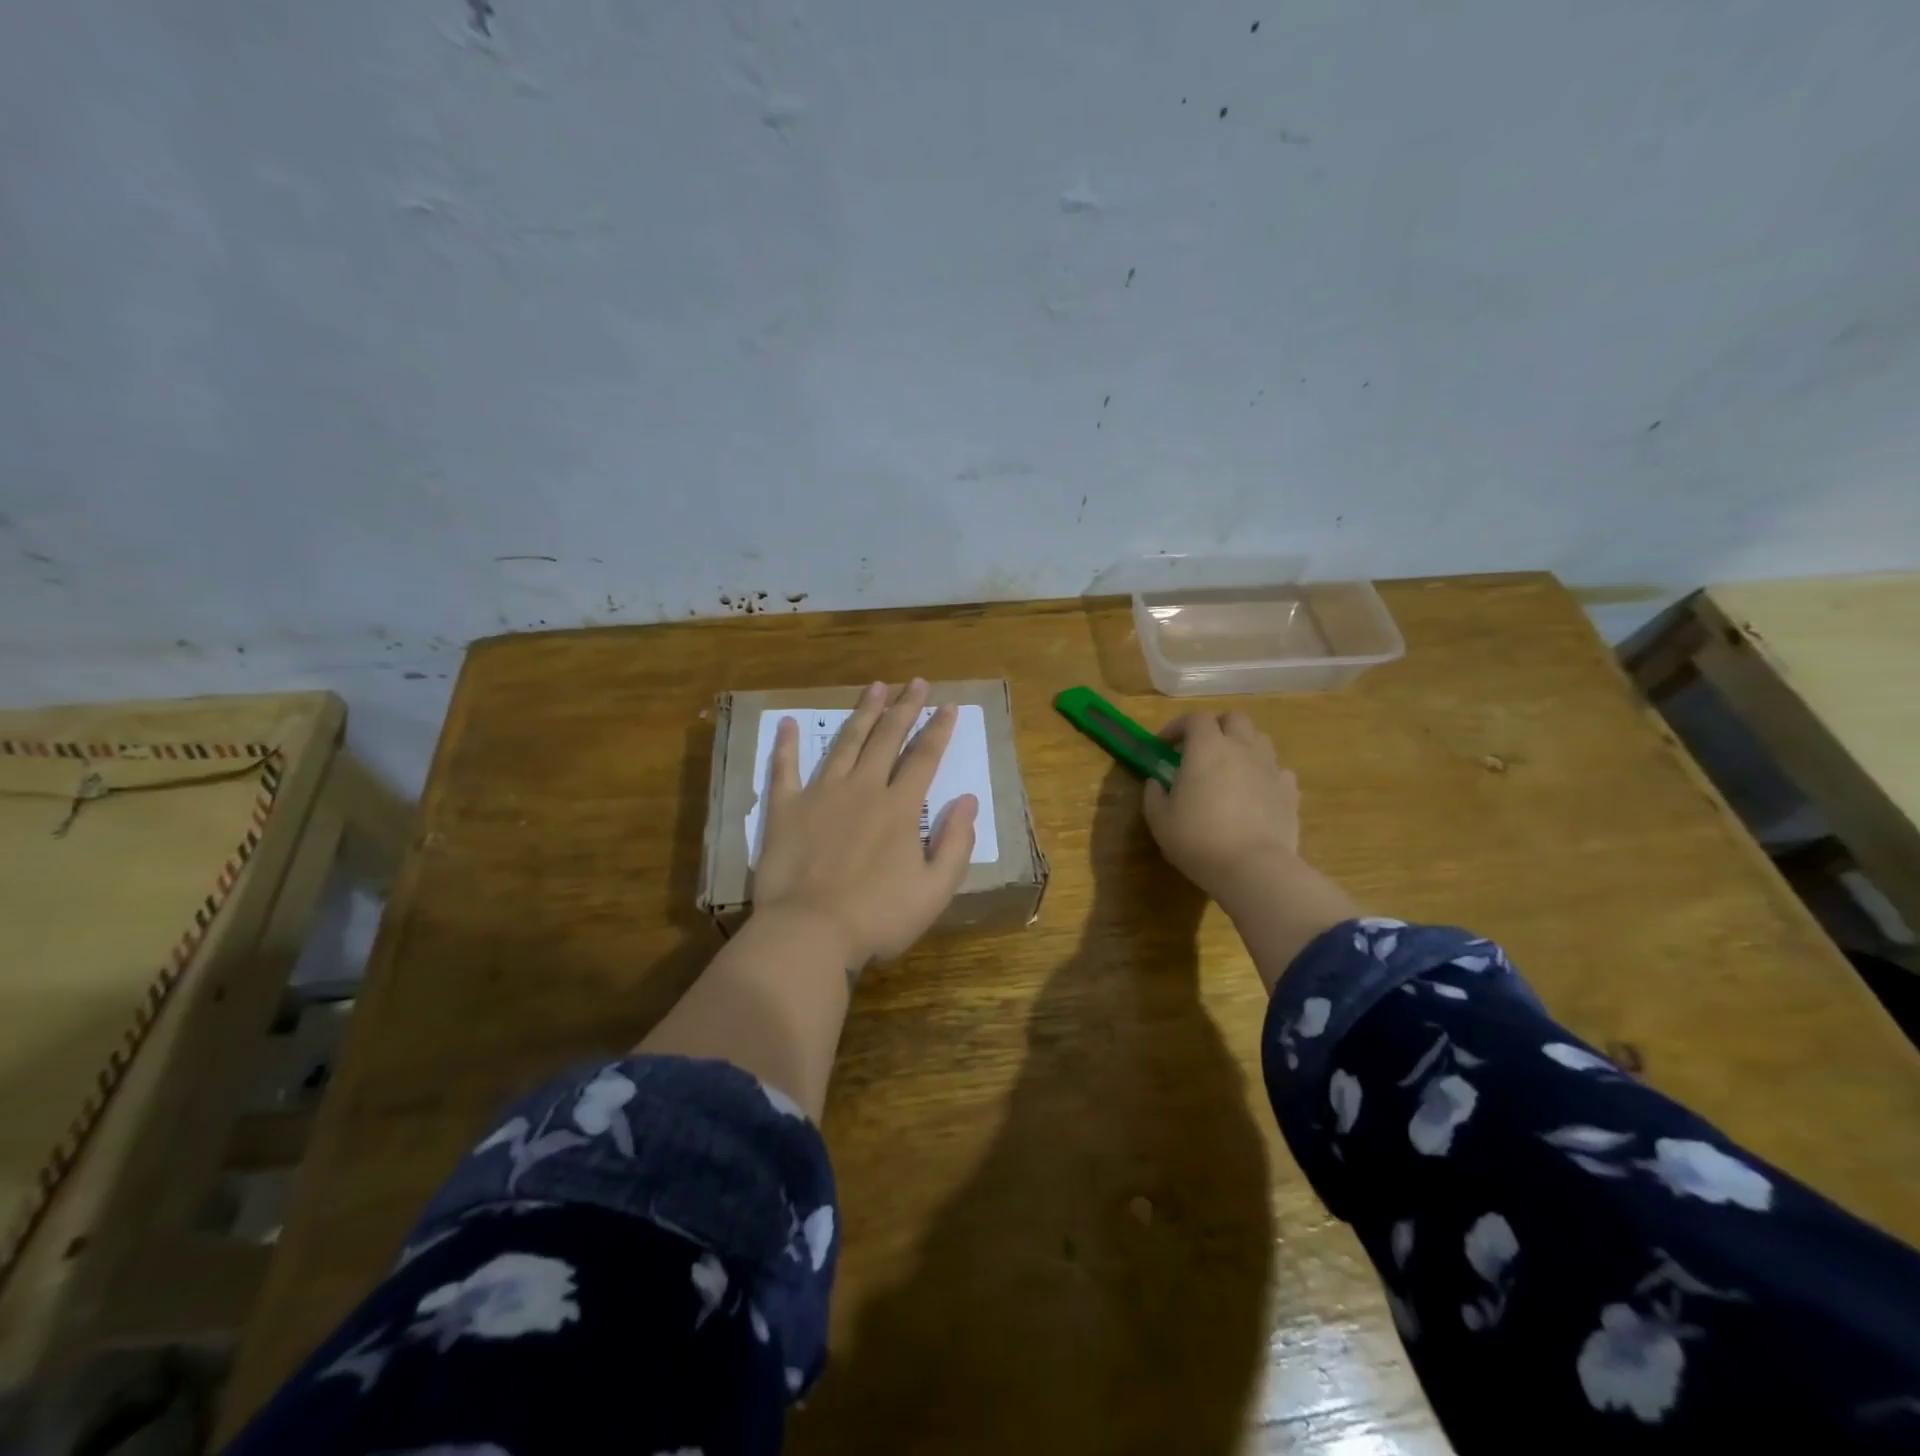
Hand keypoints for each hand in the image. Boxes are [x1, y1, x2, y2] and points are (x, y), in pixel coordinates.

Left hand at [752, 679, 977, 969]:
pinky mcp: (785, 810)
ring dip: (861, 714)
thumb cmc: (878, 917)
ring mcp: (821, 795)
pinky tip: (788, 722)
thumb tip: (968, 801)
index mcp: (899, 808)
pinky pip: (784, 769)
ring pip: (844, 743)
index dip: (939, 729)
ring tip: (873, 687)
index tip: (949, 705)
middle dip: (904, 707)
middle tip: (915, 681)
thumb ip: (956, 843)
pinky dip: (786, 745)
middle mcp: (862, 789)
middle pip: (887, 739)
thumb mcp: (935, 890)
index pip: (924, 758)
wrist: (809, 933)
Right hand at [1142, 711, 1300, 909]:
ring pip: (1260, 740)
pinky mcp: (1290, 791)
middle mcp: (1242, 748)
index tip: (1165, 745)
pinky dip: (1265, 774)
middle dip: (1216, 726)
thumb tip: (1158, 782)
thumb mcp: (1159, 820)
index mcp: (1207, 748)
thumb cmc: (1198, 839)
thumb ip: (1154, 794)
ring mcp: (1271, 767)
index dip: (1178, 726)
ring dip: (1243, 746)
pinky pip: (1278, 771)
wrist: (1253, 868)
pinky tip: (1255, 793)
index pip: (1195, 718)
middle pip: (1234, 718)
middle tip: (1201, 748)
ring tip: (1230, 769)